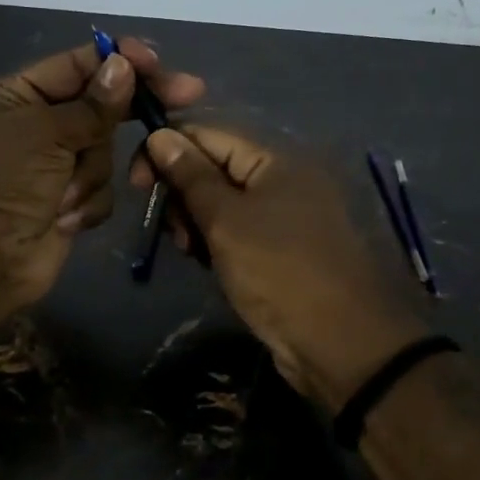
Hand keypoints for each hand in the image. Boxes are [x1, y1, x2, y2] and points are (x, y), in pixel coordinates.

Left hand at [0, 39, 204, 329]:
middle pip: (100, 105)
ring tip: (62, 197)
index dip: (119, 60)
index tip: (158, 63)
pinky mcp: (69, 199)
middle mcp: (37, 124)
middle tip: (189, 93)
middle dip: (128, 110)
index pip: (78, 65)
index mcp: (17, 95)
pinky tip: (63, 219)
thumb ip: (92, 103)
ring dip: (89, 174)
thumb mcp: (45, 134)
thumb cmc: (3, 186)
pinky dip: (86, 203)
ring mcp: (55, 164)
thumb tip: (124, 64)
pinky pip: (102, 187)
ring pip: (105, 150)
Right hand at [135, 127, 426, 410]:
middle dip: (183, 193)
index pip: (209, 135)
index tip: (137, 182)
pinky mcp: (284, 248)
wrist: (341, 344)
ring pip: (224, 203)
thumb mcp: (226, 221)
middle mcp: (284, 179)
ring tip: (190, 251)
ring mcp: (287, 215)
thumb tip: (159, 135)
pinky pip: (239, 231)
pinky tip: (207, 262)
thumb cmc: (279, 272)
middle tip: (173, 230)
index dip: (168, 151)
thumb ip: (191, 176)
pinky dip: (218, 241)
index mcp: (276, 159)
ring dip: (197, 222)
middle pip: (216, 168)